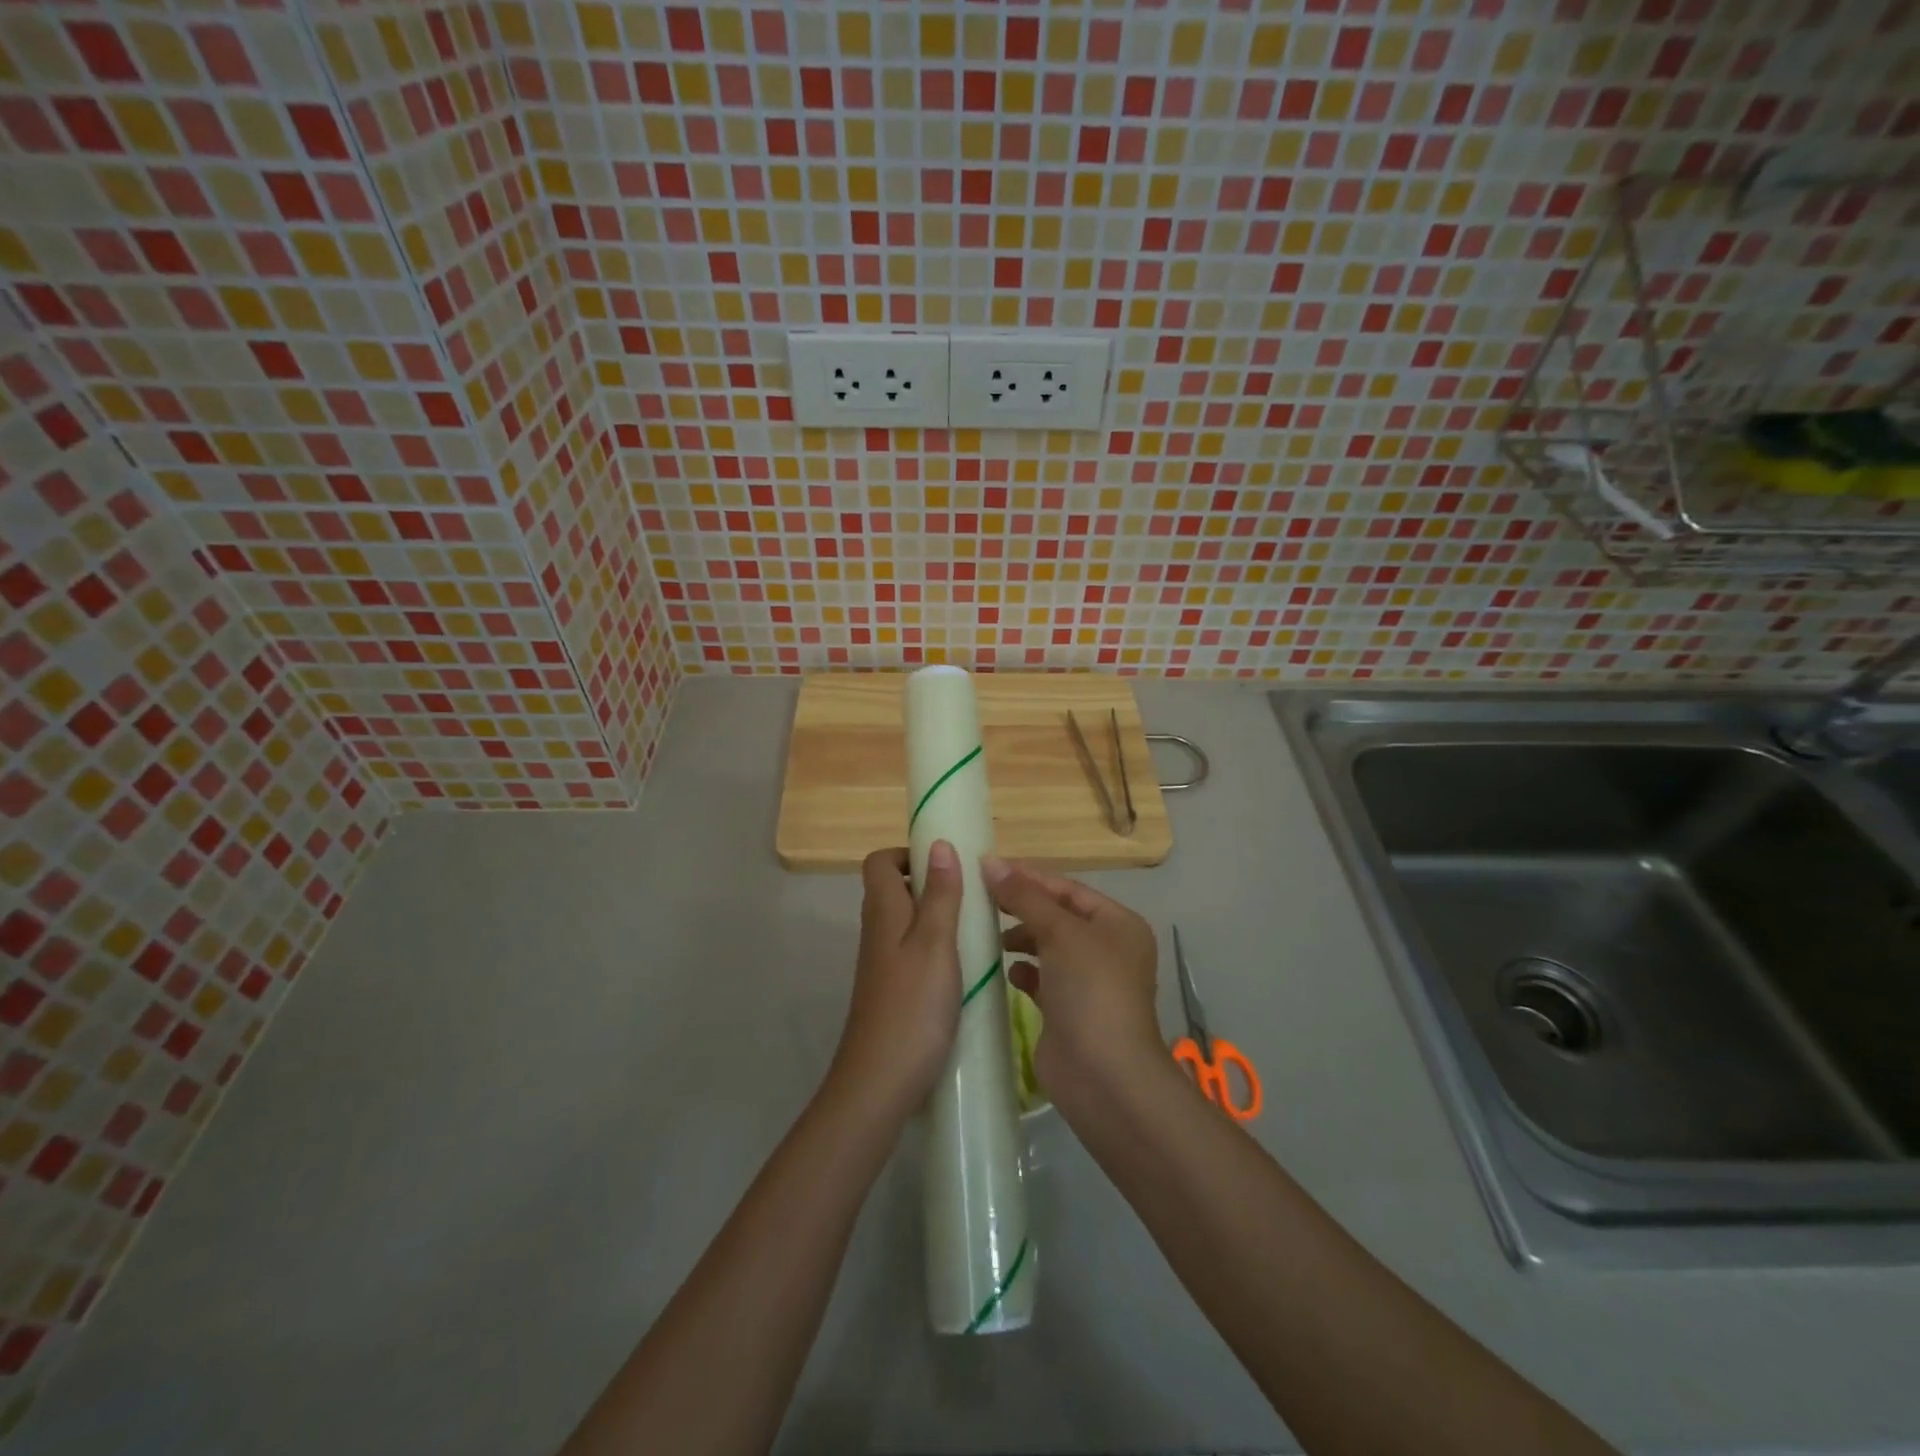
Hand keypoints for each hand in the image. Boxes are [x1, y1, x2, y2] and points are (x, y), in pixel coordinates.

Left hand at [831, 842, 964, 1116]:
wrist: (879, 1082)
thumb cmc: (912, 1006)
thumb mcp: (935, 943)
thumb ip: (940, 894)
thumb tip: (939, 844)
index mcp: (884, 911)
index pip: (880, 862)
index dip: (909, 854)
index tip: (947, 865)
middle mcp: (877, 931)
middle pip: (896, 889)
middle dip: (933, 884)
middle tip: (973, 896)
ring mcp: (883, 963)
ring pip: (908, 922)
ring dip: (938, 917)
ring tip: (977, 929)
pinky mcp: (892, 990)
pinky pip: (913, 951)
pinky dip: (937, 948)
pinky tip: (965, 967)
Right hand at [981, 856, 1161, 1107]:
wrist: (1103, 1075)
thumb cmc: (1090, 989)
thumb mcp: (1060, 933)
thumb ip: (1024, 897)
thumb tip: (991, 861)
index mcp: (1118, 924)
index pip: (1068, 889)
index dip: (1030, 877)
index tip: (988, 868)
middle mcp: (1108, 949)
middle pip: (1058, 916)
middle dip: (1022, 908)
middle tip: (981, 900)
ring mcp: (1089, 983)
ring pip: (1048, 948)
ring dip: (1021, 939)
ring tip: (989, 935)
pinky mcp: (1068, 1011)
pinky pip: (1042, 979)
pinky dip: (1024, 972)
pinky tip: (1005, 971)